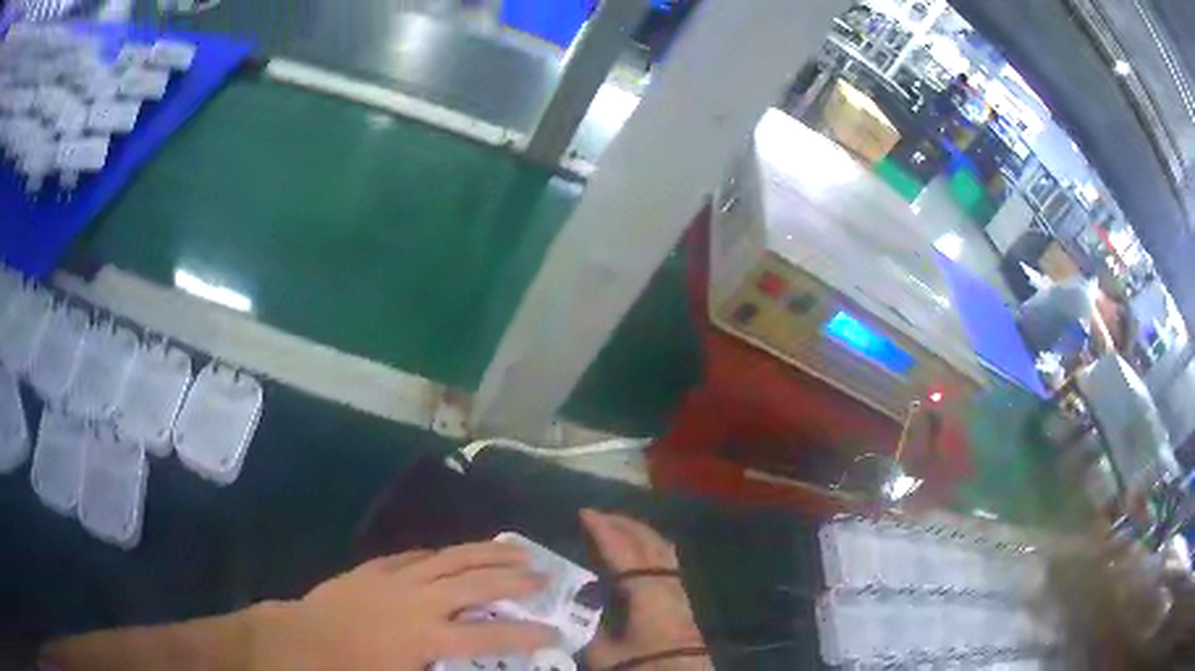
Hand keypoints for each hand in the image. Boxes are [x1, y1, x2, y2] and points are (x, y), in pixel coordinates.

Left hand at [252, 542, 557, 670]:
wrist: (302, 639)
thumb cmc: (352, 670)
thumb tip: (474, 667)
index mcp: (428, 636)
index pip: (491, 635)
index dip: (527, 634)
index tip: (555, 632)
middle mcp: (420, 601)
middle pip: (477, 583)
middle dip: (515, 579)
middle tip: (546, 575)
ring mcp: (397, 578)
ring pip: (451, 558)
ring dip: (488, 552)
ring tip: (517, 547)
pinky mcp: (377, 567)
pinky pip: (417, 555)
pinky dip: (443, 554)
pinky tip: (455, 552)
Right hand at [581, 510, 709, 669]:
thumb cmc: (643, 666)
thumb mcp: (604, 654)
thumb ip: (587, 628)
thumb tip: (571, 607)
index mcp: (648, 593)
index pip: (624, 552)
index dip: (603, 530)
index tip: (584, 514)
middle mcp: (667, 584)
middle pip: (648, 543)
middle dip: (623, 524)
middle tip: (597, 515)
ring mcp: (679, 590)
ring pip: (662, 549)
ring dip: (638, 533)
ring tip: (616, 527)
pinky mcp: (682, 600)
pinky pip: (666, 560)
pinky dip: (649, 547)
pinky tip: (637, 555)